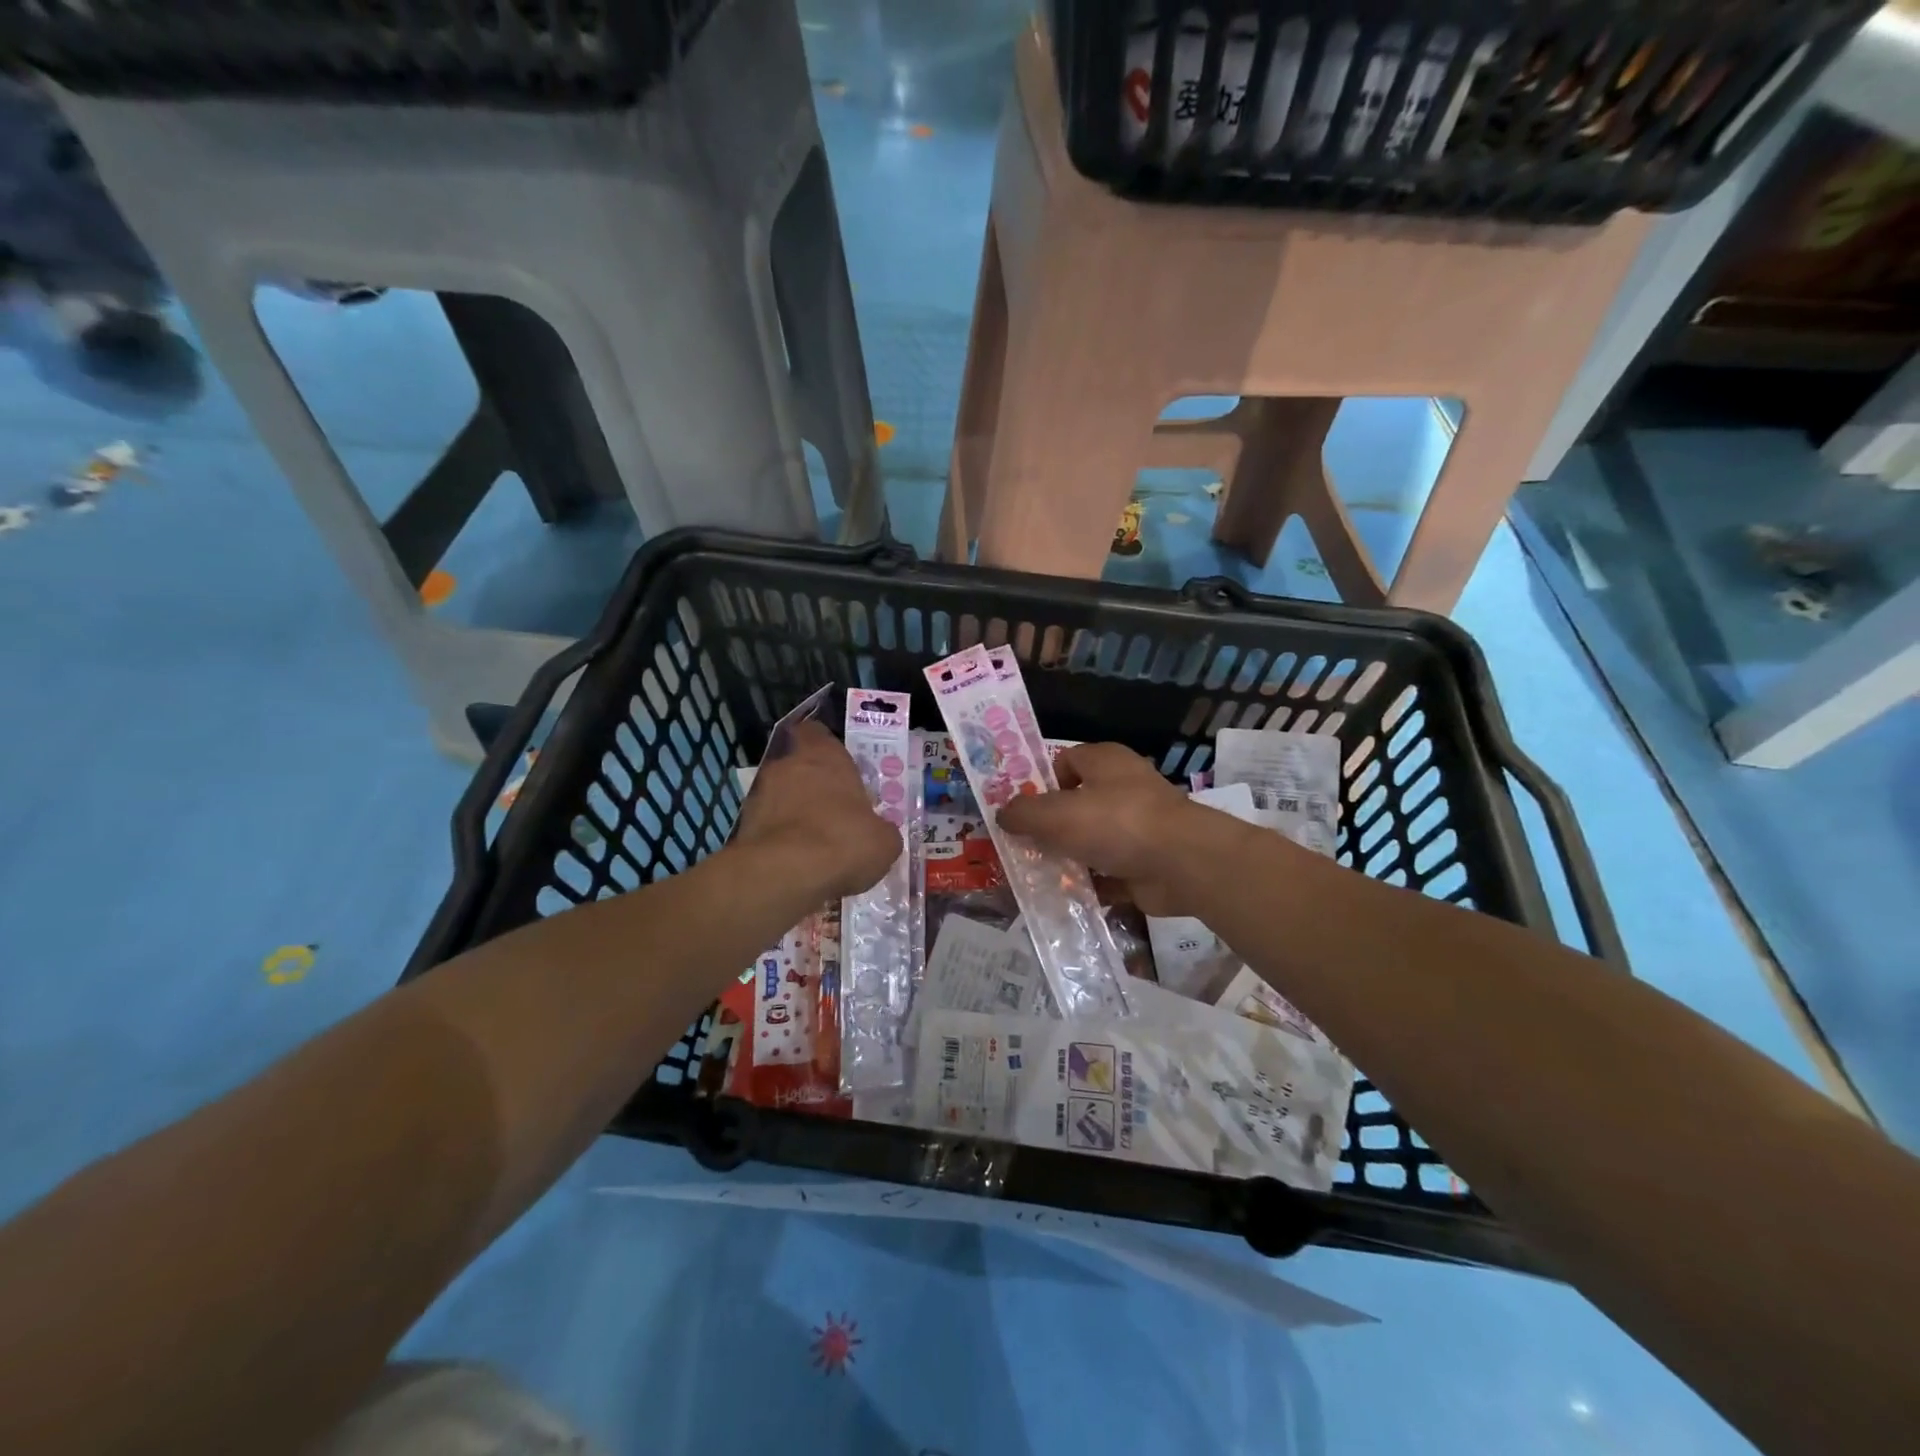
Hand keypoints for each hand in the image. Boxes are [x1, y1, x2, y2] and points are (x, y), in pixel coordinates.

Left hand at [731, 721, 901, 903]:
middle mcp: (788, 766)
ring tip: (814, 842)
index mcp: (824, 756)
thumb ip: (881, 829)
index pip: (816, 732)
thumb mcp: (883, 841)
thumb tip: (879, 833)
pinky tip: (796, 862)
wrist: (785, 874)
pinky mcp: (743, 826)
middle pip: (798, 766)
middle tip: (833, 810)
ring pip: (780, 796)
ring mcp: (760, 795)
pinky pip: (767, 826)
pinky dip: (779, 839)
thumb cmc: (842, 841)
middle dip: (812, 785)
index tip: (837, 763)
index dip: (824, 745)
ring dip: (794, 812)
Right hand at [997, 742, 1235, 915]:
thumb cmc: (1116, 823)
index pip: (1065, 761)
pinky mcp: (1146, 860)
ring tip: (1037, 877)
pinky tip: (1065, 898)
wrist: (1182, 863)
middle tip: (1022, 846)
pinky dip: (1091, 884)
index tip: (1021, 809)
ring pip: (1091, 840)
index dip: (1041, 782)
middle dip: (1050, 827)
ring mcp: (1138, 826)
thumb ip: (1023, 813)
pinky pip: (1109, 871)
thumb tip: (1002, 814)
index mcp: (1105, 761)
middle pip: (1076, 804)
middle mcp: (1123, 787)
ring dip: (1068, 858)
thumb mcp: (1056, 814)